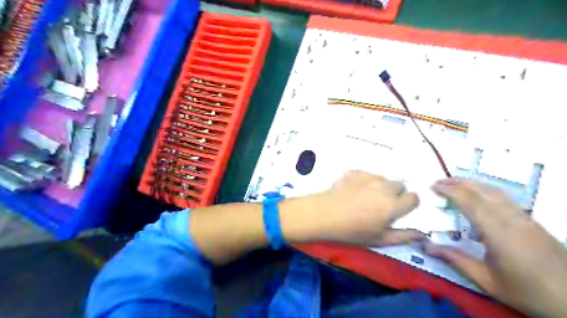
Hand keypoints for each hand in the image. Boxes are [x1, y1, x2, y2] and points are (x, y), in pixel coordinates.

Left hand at [282, 171, 422, 246]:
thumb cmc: (352, 230)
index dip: (408, 204)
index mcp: (394, 204)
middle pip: (400, 185)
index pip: (414, 197)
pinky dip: (364, 181)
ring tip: (364, 197)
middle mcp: (385, 186)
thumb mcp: (379, 239)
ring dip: (380, 186)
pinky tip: (353, 191)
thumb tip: (423, 234)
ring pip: (383, 179)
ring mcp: (369, 176)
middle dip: (395, 194)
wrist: (325, 214)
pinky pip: (367, 174)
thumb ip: (404, 236)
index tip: (398, 210)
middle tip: (380, 205)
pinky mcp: (355, 171)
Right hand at [425, 179, 566, 317]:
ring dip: (473, 183)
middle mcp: (512, 220)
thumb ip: (456, 259)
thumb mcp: (486, 280)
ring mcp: (525, 219)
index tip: (433, 187)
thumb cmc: (526, 292)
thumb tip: (427, 247)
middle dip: (458, 183)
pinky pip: (506, 198)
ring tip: (454, 182)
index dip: (451, 191)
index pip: (471, 203)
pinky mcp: (532, 221)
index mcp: (499, 234)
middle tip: (439, 182)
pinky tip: (479, 192)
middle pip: (483, 192)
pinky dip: (487, 189)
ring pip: (496, 192)